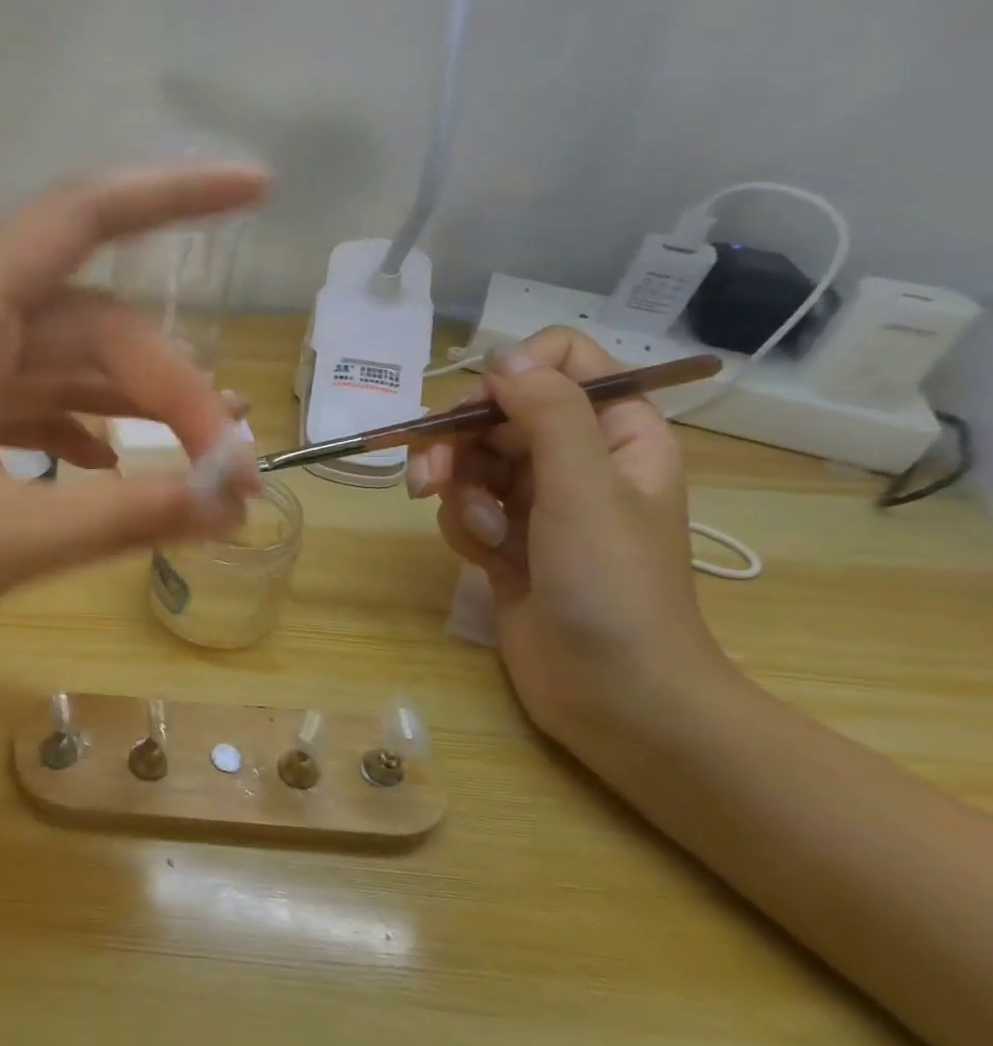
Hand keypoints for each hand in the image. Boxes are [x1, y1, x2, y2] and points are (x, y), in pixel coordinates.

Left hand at [0, 166, 266, 720]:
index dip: (171, 195)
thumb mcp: (7, 543)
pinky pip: (21, 408)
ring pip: (56, 367)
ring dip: (128, 406)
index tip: (257, 190)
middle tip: (232, 462)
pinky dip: (75, 431)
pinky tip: (113, 466)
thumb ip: (129, 513)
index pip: (75, 223)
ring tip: (202, 460)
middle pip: (83, 322)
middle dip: (167, 381)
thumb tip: (234, 501)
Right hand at [406, 327, 734, 741]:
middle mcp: (576, 457)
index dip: (514, 373)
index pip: (563, 360)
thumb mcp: (584, 485)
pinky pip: (464, 506)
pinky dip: (464, 528)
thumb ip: (546, 412)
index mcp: (617, 431)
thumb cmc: (613, 584)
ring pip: (471, 461)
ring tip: (476, 533)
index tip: (481, 408)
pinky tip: (485, 560)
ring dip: (458, 493)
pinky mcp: (506, 537)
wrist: (612, 690)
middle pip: (498, 412)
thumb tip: (500, 355)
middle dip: (458, 442)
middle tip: (428, 478)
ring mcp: (538, 500)